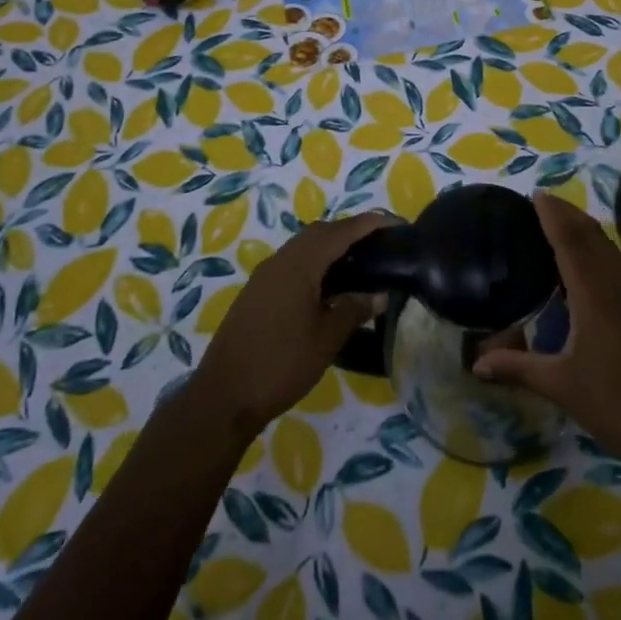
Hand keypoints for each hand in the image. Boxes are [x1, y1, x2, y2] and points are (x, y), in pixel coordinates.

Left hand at [193, 213, 388, 438]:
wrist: (223, 396)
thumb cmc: (280, 364)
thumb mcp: (326, 339)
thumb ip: (354, 309)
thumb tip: (379, 294)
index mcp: (300, 264)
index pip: (341, 232)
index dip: (371, 224)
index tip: (397, 224)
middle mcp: (281, 260)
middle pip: (321, 232)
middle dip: (352, 231)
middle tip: (381, 243)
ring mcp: (265, 275)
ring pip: (304, 246)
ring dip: (332, 246)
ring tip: (361, 262)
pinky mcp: (257, 292)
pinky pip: (292, 262)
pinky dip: (315, 262)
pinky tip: (329, 286)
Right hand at [473, 193, 620, 477]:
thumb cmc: (617, 405)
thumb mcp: (560, 385)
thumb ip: (517, 367)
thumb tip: (475, 363)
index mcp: (594, 291)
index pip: (569, 238)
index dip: (552, 214)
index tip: (533, 195)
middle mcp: (618, 282)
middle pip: (591, 234)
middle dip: (567, 214)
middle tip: (541, 205)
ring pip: (609, 247)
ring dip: (585, 230)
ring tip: (560, 227)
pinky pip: (620, 264)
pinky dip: (600, 251)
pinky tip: (590, 268)